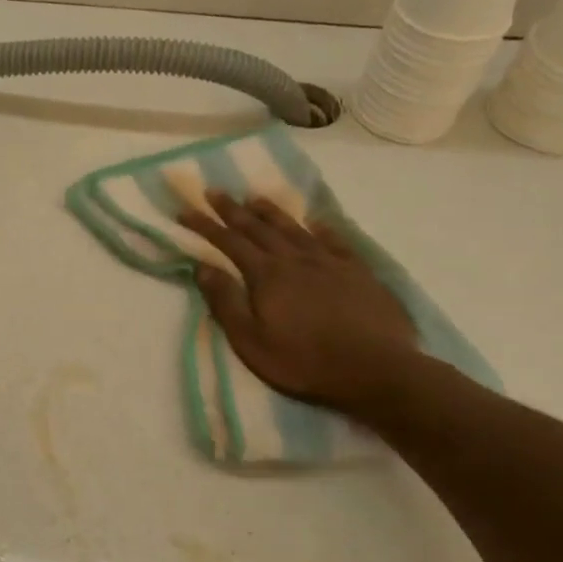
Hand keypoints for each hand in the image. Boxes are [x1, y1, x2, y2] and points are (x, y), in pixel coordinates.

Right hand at [180, 192, 418, 412]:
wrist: (376, 369)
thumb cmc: (304, 361)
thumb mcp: (251, 341)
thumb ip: (226, 302)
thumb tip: (202, 267)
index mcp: (266, 276)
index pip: (229, 242)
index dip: (206, 225)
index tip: (186, 211)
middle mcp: (295, 259)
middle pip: (259, 228)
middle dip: (233, 210)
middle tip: (214, 191)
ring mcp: (330, 262)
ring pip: (294, 228)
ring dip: (271, 212)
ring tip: (255, 198)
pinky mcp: (358, 272)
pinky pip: (335, 240)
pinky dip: (321, 228)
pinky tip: (316, 221)